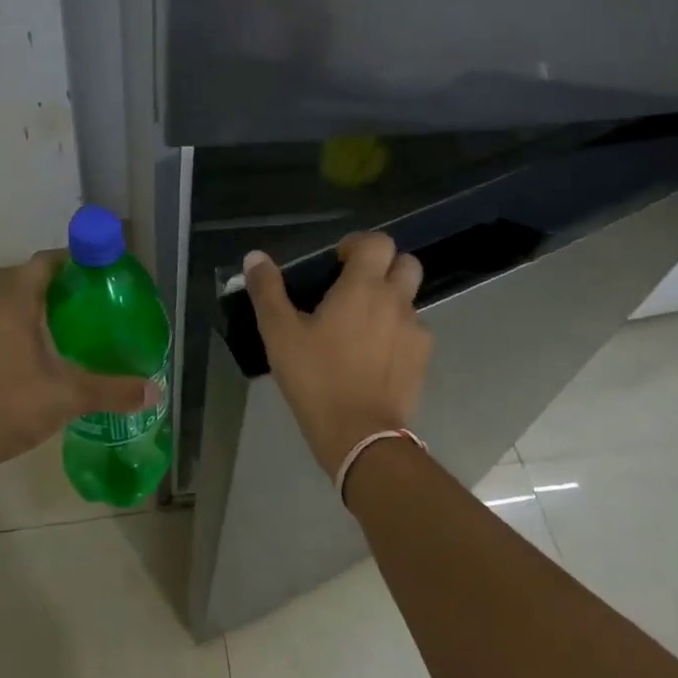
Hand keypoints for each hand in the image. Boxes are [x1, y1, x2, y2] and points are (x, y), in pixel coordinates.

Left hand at [0, 251, 158, 471]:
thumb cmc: (12, 406)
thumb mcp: (70, 396)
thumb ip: (113, 391)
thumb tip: (155, 391)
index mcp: (14, 307)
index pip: (43, 264)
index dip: (72, 261)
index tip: (100, 272)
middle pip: (31, 282)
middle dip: (65, 286)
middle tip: (99, 300)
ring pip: (17, 305)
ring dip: (46, 309)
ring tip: (82, 325)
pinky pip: (7, 326)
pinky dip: (30, 328)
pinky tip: (53, 353)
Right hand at [243, 233, 431, 479]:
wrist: (359, 435)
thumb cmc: (316, 377)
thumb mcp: (279, 334)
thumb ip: (267, 291)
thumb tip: (255, 257)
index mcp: (363, 287)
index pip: (378, 242)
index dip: (359, 245)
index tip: (337, 263)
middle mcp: (396, 301)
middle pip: (406, 264)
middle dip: (384, 267)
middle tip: (354, 288)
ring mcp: (415, 331)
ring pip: (410, 300)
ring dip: (390, 302)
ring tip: (361, 327)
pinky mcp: (422, 360)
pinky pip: (414, 333)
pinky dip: (397, 334)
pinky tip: (374, 357)